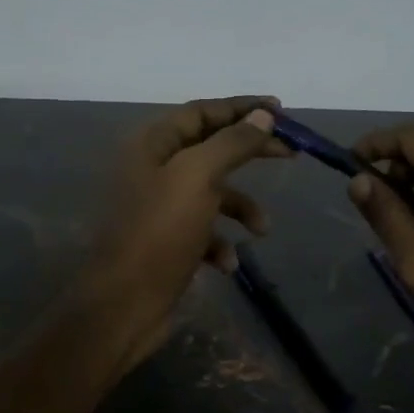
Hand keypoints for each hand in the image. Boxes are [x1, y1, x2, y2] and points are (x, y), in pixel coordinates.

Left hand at [79, 95, 289, 366]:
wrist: (122, 304)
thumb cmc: (159, 233)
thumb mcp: (198, 178)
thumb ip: (232, 143)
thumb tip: (262, 115)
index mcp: (152, 144)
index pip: (202, 112)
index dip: (242, 108)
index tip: (281, 111)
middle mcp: (151, 169)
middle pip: (210, 148)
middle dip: (250, 152)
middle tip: (291, 154)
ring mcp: (157, 207)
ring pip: (210, 193)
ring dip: (240, 207)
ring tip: (262, 229)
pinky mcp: (164, 241)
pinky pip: (201, 230)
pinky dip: (219, 242)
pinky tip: (225, 264)